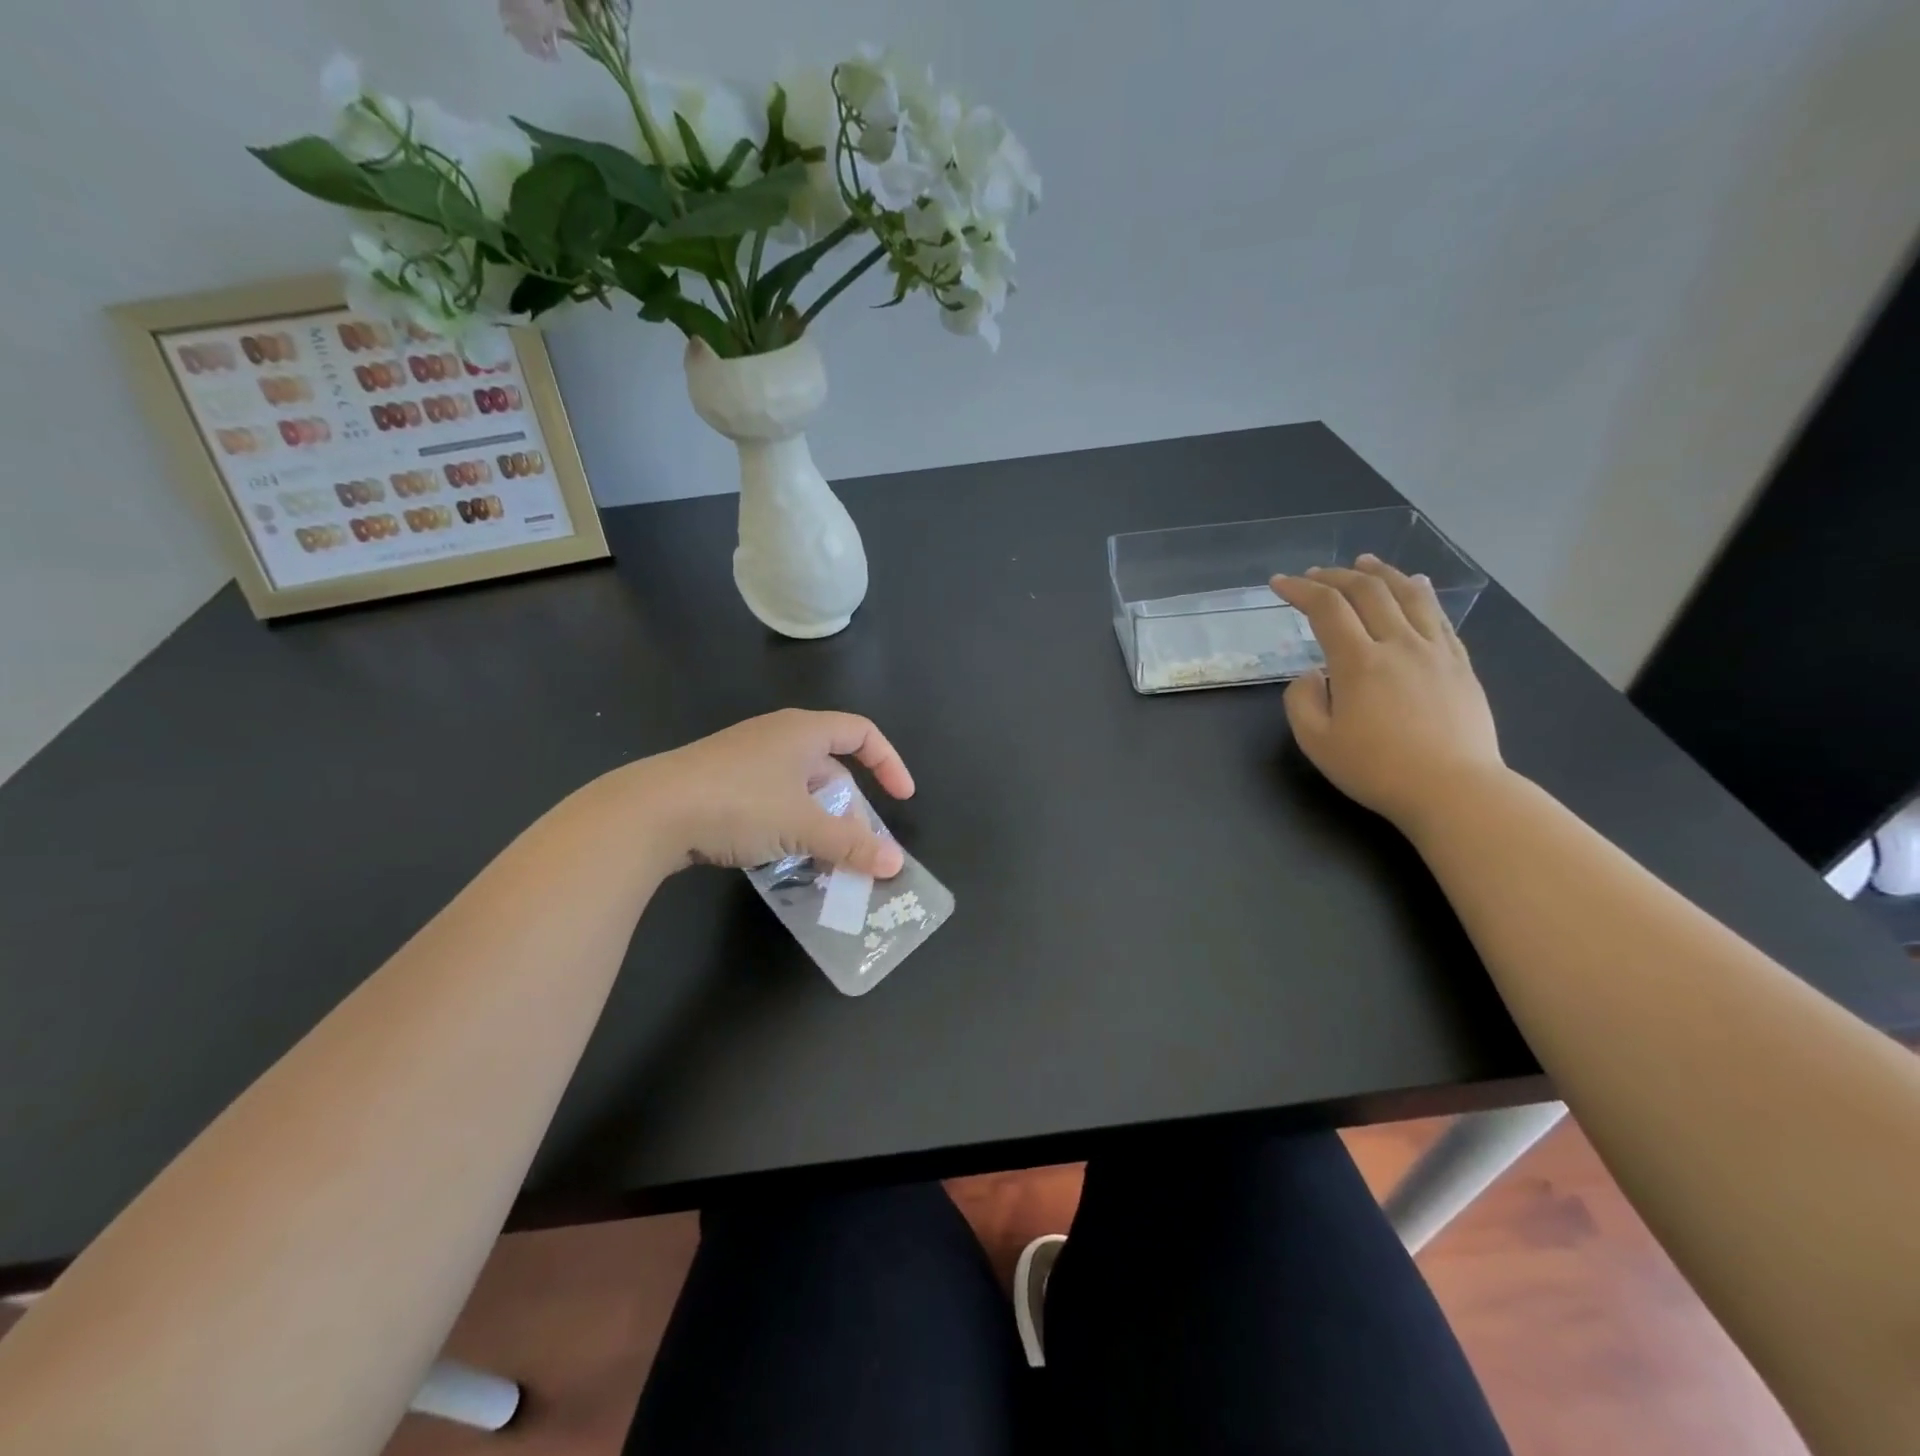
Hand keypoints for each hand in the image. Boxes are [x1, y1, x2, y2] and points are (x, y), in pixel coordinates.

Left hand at [631, 709, 914, 876]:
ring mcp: (745, 758)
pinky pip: (771, 799)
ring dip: (819, 822)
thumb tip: (894, 865)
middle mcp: (777, 736)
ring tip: (823, 858)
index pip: (863, 733)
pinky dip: (788, 824)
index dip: (889, 763)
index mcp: (804, 731)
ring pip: (800, 788)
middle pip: (832, 767)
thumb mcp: (803, 826)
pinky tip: (781, 856)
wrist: (649, 812)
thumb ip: (852, 844)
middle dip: (851, 809)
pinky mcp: (721, 781)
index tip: (901, 799)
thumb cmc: (739, 803)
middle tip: (857, 847)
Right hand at [1269, 555, 1503, 830]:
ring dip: (1381, 573)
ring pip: (1408, 594)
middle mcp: (1399, 644)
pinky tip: (1416, 586)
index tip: (1280, 583)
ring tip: (1365, 562)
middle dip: (1335, 576)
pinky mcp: (1460, 664)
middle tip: (1315, 575)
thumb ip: (1302, 700)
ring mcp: (1435, 651)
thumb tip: (1312, 673)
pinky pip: (1439, 616)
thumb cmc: (1377, 770)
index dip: (1300, 590)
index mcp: (1359, 662)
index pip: (1327, 608)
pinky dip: (1421, 593)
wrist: (1454, 790)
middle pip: (1368, 591)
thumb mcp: (1317, 742)